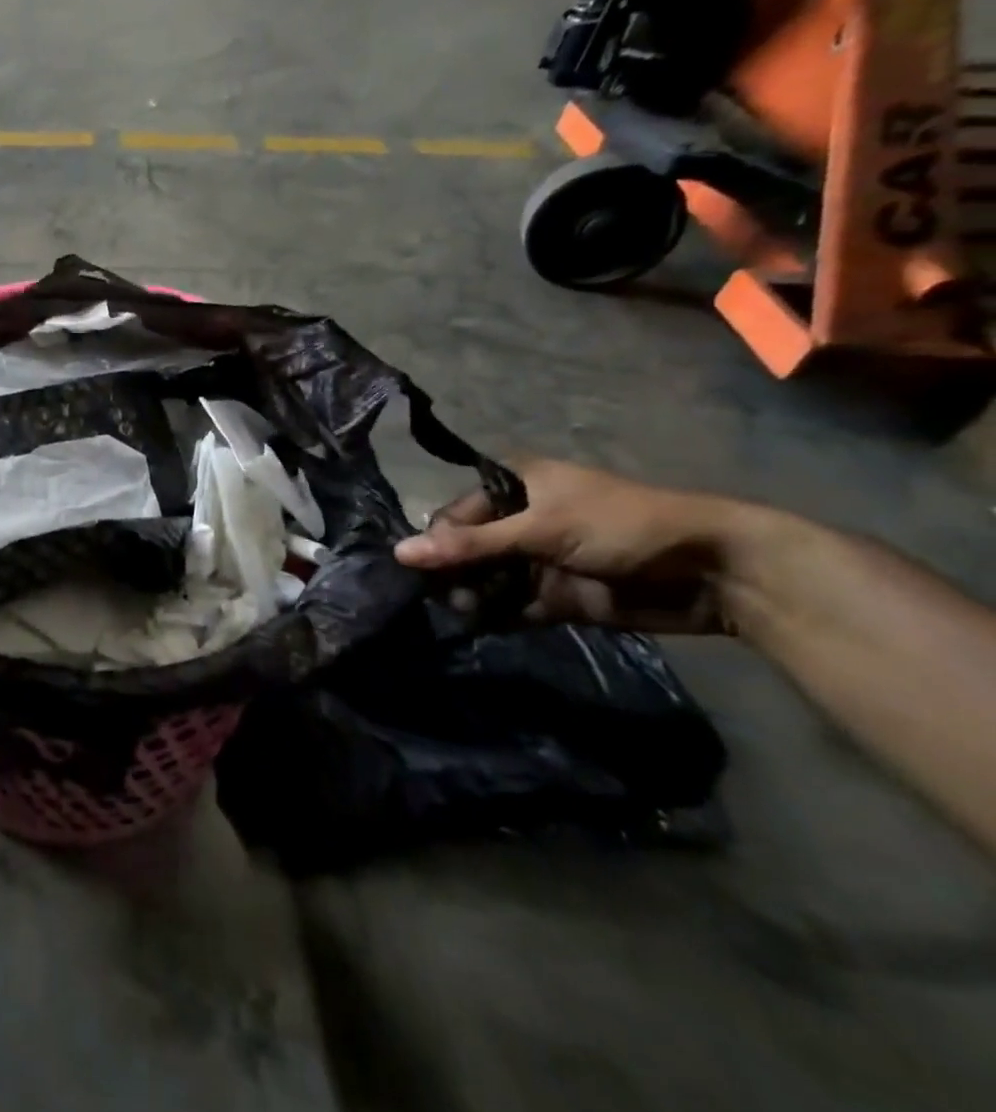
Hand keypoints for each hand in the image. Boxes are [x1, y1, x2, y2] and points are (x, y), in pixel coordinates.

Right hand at [394, 458, 749, 633]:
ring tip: (465, 612)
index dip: (436, 540)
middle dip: (450, 573)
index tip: (421, 569)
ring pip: (483, 580)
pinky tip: (481, 625)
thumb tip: (399, 553)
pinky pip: (509, 606)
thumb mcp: (542, 528)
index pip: (454, 513)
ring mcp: (536, 560)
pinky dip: (494, 616)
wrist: (712, 572)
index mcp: (514, 486)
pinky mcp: (553, 595)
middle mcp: (518, 521)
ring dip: (470, 596)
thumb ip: (471, 545)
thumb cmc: (622, 526)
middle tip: (443, 596)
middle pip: (464, 548)